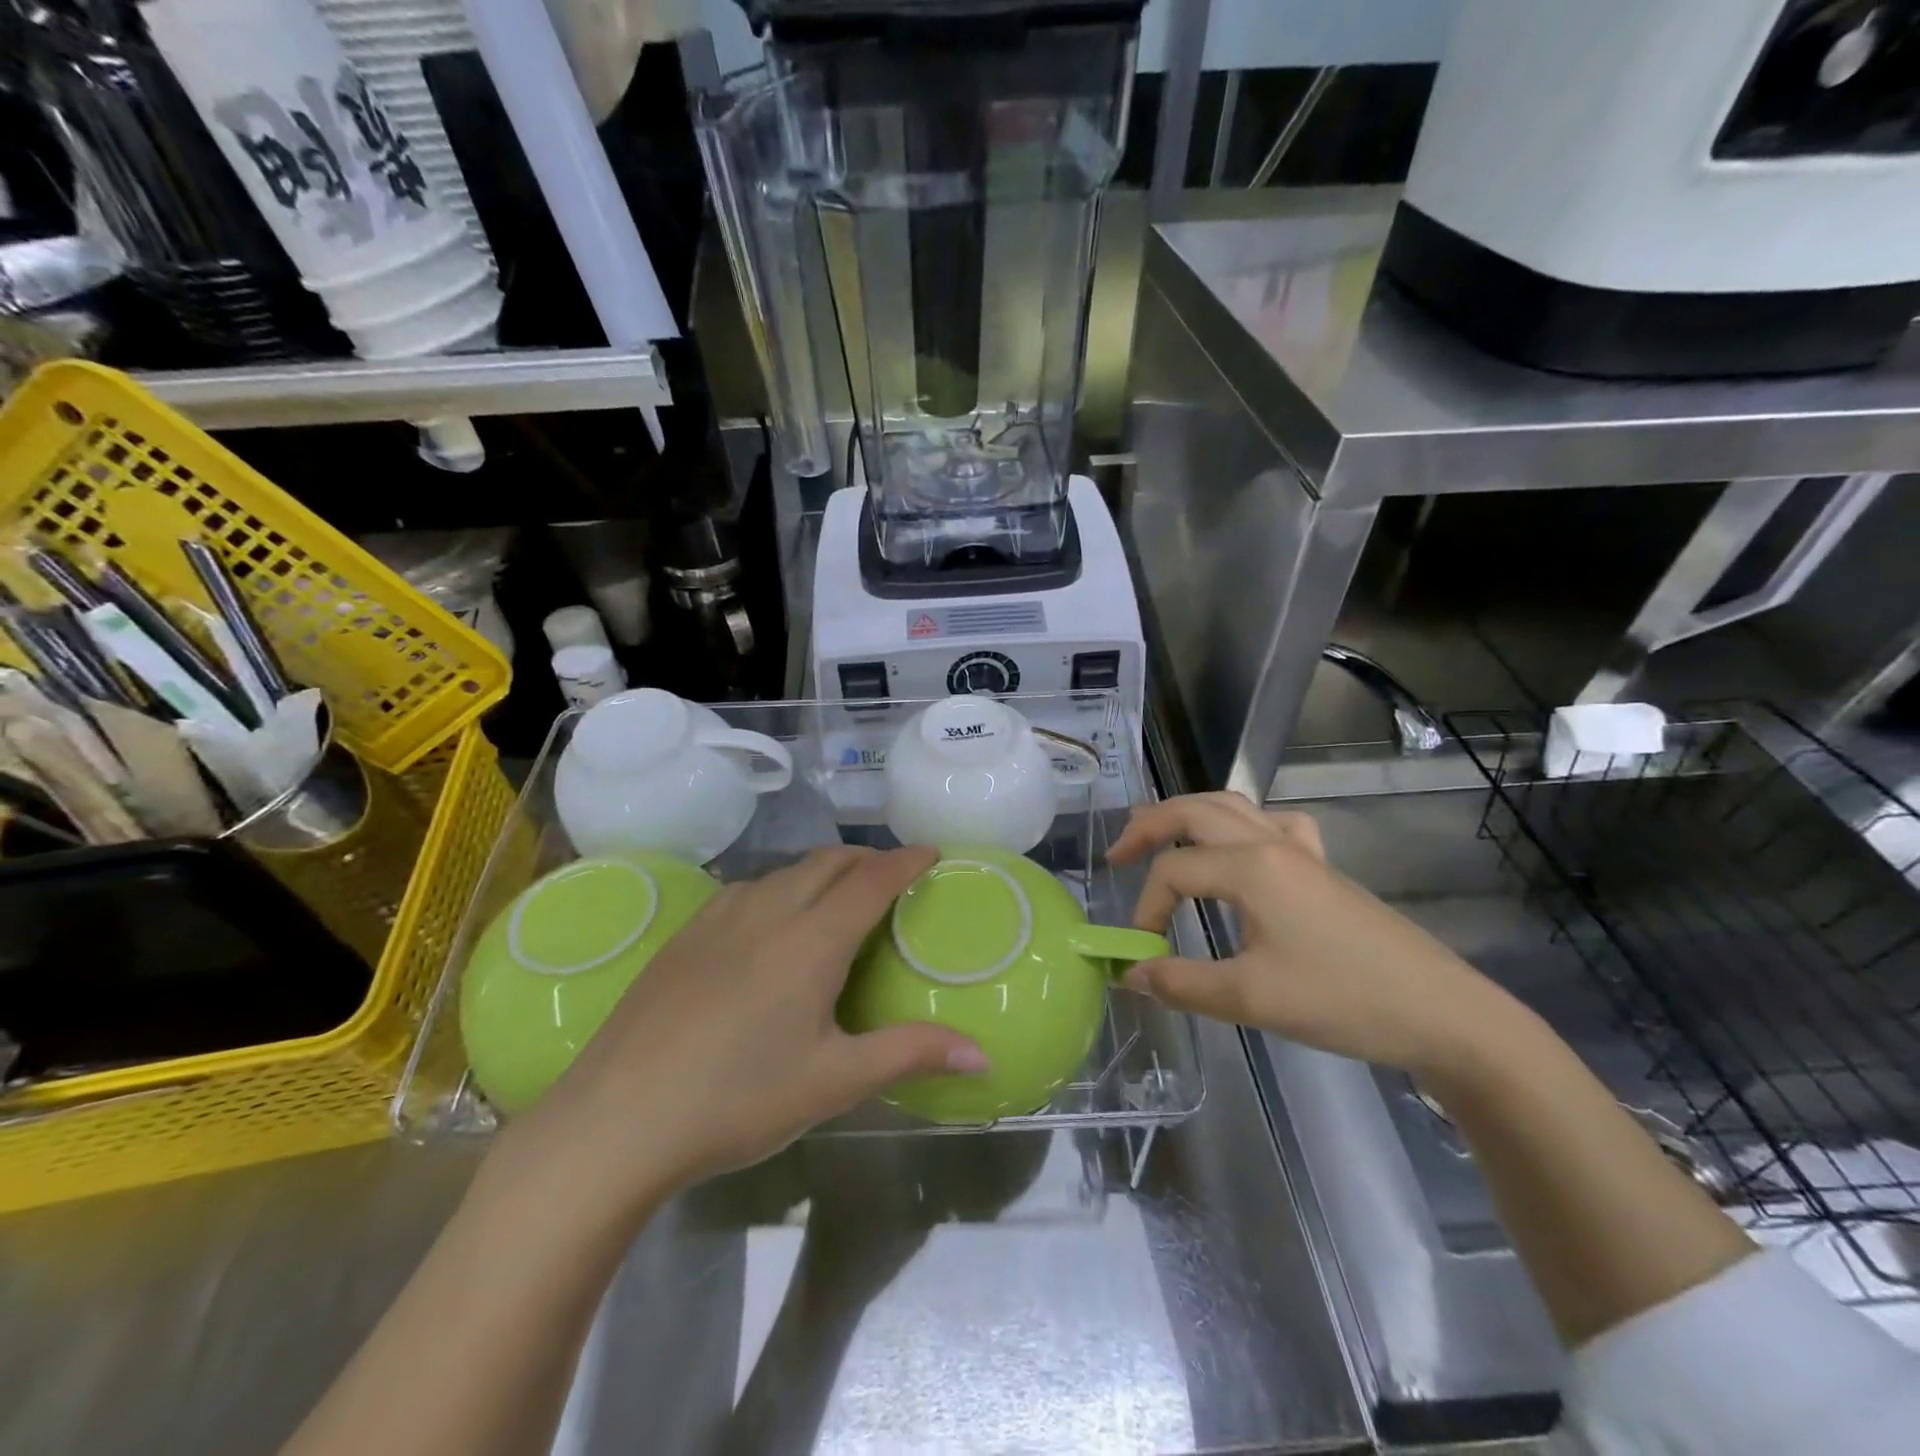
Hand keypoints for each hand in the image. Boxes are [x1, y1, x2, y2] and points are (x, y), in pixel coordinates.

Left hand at [499, 846, 988, 1217]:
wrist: (616, 1120)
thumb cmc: (737, 1100)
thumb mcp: (833, 1081)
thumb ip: (911, 1054)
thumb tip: (984, 1055)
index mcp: (812, 940)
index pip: (873, 879)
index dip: (907, 860)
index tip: (932, 853)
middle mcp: (769, 910)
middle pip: (829, 862)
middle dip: (868, 859)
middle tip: (893, 877)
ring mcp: (720, 917)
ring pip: (786, 872)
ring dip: (823, 871)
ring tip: (838, 898)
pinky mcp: (685, 933)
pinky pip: (748, 889)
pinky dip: (781, 888)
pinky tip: (772, 925)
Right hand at [1108, 792, 1512, 1074]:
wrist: (1443, 1013)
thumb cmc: (1344, 1000)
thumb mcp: (1251, 998)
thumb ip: (1181, 983)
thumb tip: (1129, 973)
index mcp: (1250, 867)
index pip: (1174, 871)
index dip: (1145, 907)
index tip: (1140, 951)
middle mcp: (1271, 844)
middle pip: (1194, 811)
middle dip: (1148, 826)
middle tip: (1117, 855)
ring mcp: (1302, 851)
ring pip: (1231, 807)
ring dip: (1188, 816)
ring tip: (1160, 837)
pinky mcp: (1323, 868)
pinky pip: (1274, 826)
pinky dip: (1243, 826)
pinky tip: (1243, 850)